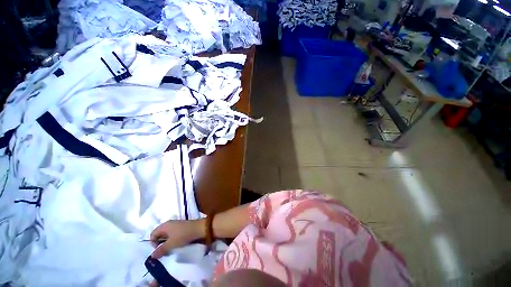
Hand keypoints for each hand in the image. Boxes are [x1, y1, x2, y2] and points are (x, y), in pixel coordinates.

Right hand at [150, 219, 204, 258]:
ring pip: (166, 235)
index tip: (159, 250)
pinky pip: (173, 234)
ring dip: (167, 243)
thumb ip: (160, 250)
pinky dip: (172, 240)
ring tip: (171, 249)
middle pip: (159, 234)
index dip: (153, 243)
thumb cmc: (183, 235)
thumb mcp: (171, 244)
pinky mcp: (181, 227)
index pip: (152, 234)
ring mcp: (175, 225)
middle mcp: (169, 224)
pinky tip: (177, 245)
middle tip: (165, 251)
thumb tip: (152, 256)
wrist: (199, 228)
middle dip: (160, 244)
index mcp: (164, 225)